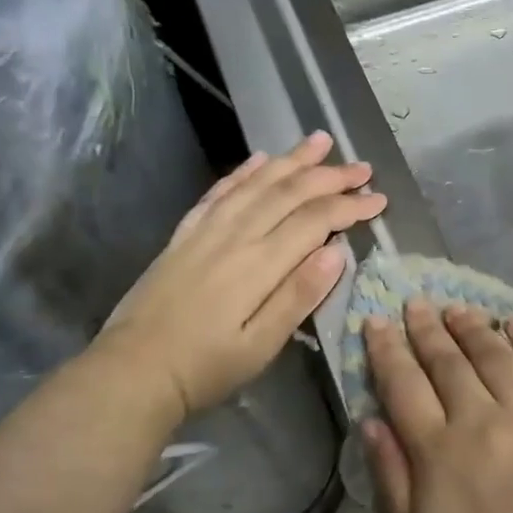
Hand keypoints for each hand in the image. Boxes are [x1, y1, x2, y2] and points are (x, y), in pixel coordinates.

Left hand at [102, 132, 385, 418]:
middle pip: (289, 193)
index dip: (350, 207)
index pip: (315, 221)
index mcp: (259, 264)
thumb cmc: (205, 368)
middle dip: (330, 176)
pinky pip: (219, 192)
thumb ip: (299, 296)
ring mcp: (206, 231)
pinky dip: (243, 171)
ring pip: (256, 183)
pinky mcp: (185, 235)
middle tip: (362, 168)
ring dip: (291, 160)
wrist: (131, 371)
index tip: (380, 200)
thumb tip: (338, 252)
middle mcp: (235, 236)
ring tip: (319, 140)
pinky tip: (260, 159)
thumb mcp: (261, 346)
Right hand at [361, 301, 512, 512]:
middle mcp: (482, 419)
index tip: (376, 322)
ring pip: (495, 355)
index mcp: (438, 451)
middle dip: (426, 329)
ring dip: (473, 327)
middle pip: (448, 362)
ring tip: (457, 309)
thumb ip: (390, 477)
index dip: (386, 351)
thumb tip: (371, 421)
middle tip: (415, 304)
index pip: (403, 385)